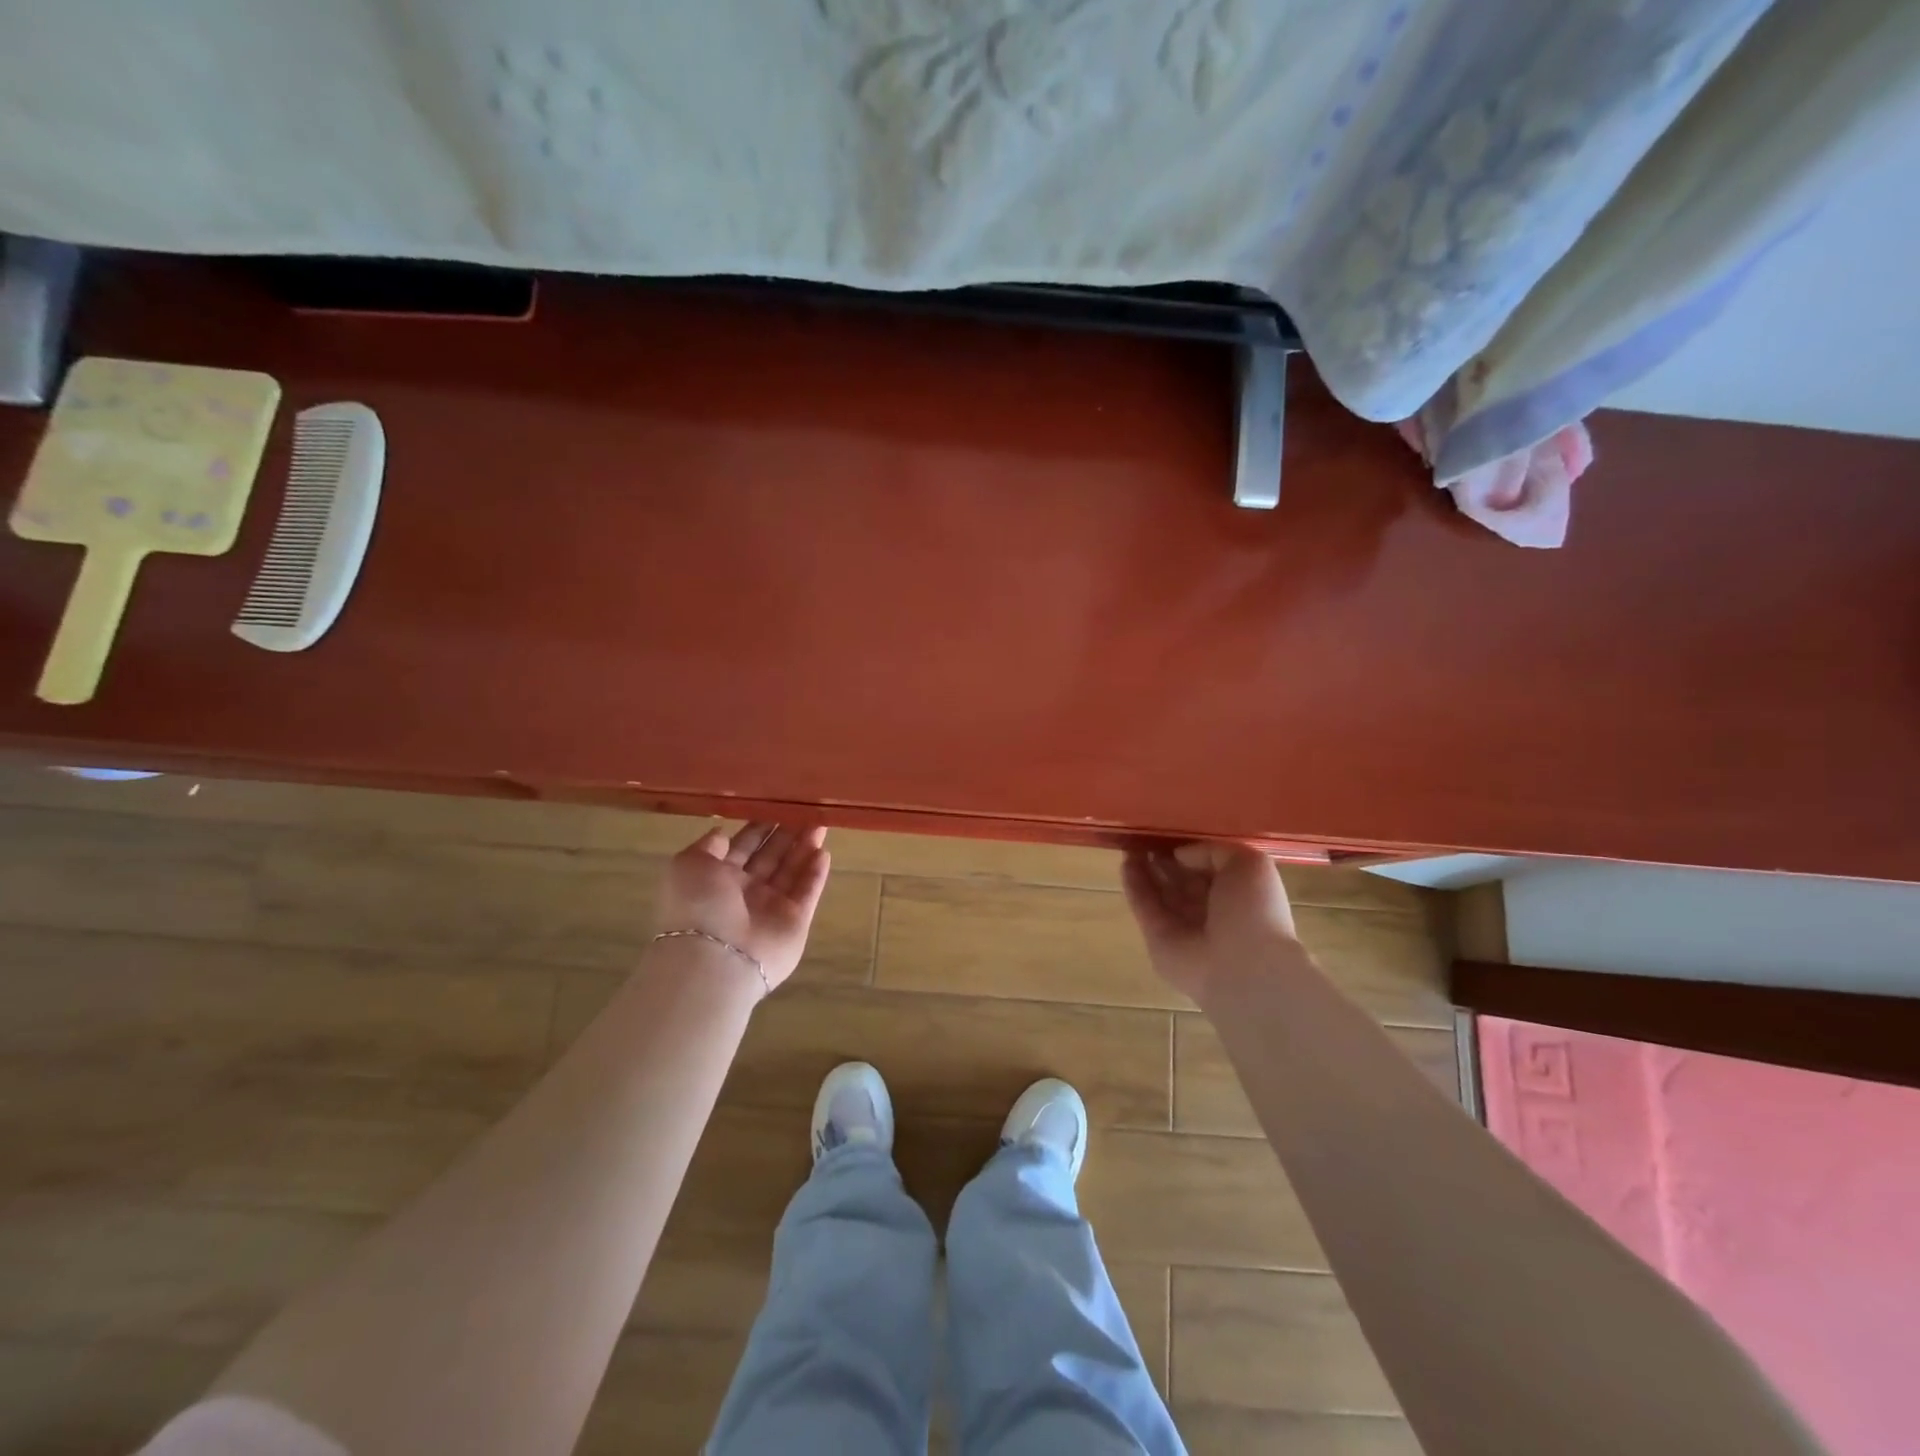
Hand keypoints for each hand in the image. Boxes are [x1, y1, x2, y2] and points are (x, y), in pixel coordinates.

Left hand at [655, 822, 830, 993]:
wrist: (716, 958)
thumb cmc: (697, 905)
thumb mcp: (687, 864)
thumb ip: (708, 846)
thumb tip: (723, 833)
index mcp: (717, 877)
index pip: (743, 846)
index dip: (760, 827)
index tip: (777, 805)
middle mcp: (745, 892)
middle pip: (771, 857)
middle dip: (787, 834)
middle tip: (806, 809)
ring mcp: (772, 907)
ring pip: (792, 871)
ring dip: (805, 847)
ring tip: (821, 823)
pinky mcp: (795, 921)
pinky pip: (807, 892)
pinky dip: (816, 873)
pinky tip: (824, 852)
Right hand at [1122, 842, 1299, 1005]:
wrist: (1243, 967)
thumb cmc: (1254, 911)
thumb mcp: (1249, 864)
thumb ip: (1214, 850)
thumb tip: (1181, 855)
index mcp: (1237, 893)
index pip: (1208, 867)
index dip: (1190, 850)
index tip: (1171, 832)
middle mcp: (1210, 910)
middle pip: (1181, 879)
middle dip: (1164, 858)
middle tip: (1144, 835)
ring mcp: (1182, 925)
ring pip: (1159, 891)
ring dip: (1145, 868)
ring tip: (1129, 843)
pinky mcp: (1157, 937)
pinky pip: (1144, 906)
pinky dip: (1134, 885)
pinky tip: (1126, 862)